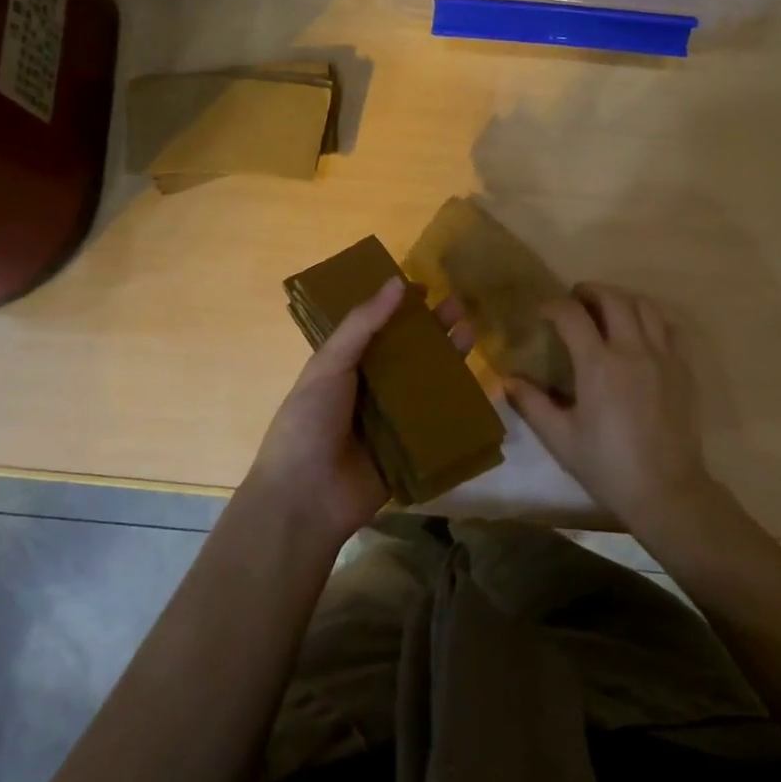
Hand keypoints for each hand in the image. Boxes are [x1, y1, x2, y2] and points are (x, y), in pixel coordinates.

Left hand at [245, 276, 469, 549]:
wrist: (305, 499)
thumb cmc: (309, 422)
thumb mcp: (329, 364)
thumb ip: (363, 324)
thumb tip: (397, 282)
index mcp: (344, 367)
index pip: (377, 329)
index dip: (400, 308)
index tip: (427, 288)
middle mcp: (369, 389)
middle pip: (407, 353)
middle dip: (431, 330)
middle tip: (458, 307)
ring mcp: (390, 420)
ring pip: (425, 384)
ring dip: (446, 360)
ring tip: (470, 333)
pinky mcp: (410, 450)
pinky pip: (435, 423)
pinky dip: (452, 404)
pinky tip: (475, 383)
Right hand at [507, 283, 717, 535]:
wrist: (666, 490)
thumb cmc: (607, 466)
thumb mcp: (560, 438)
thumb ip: (531, 404)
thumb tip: (507, 380)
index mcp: (598, 364)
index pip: (572, 315)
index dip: (553, 306)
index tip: (541, 312)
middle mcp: (632, 349)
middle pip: (612, 299)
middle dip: (589, 291)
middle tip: (575, 299)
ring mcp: (663, 356)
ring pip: (645, 305)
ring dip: (621, 298)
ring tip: (607, 309)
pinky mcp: (683, 369)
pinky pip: (669, 327)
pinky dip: (650, 318)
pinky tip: (640, 332)